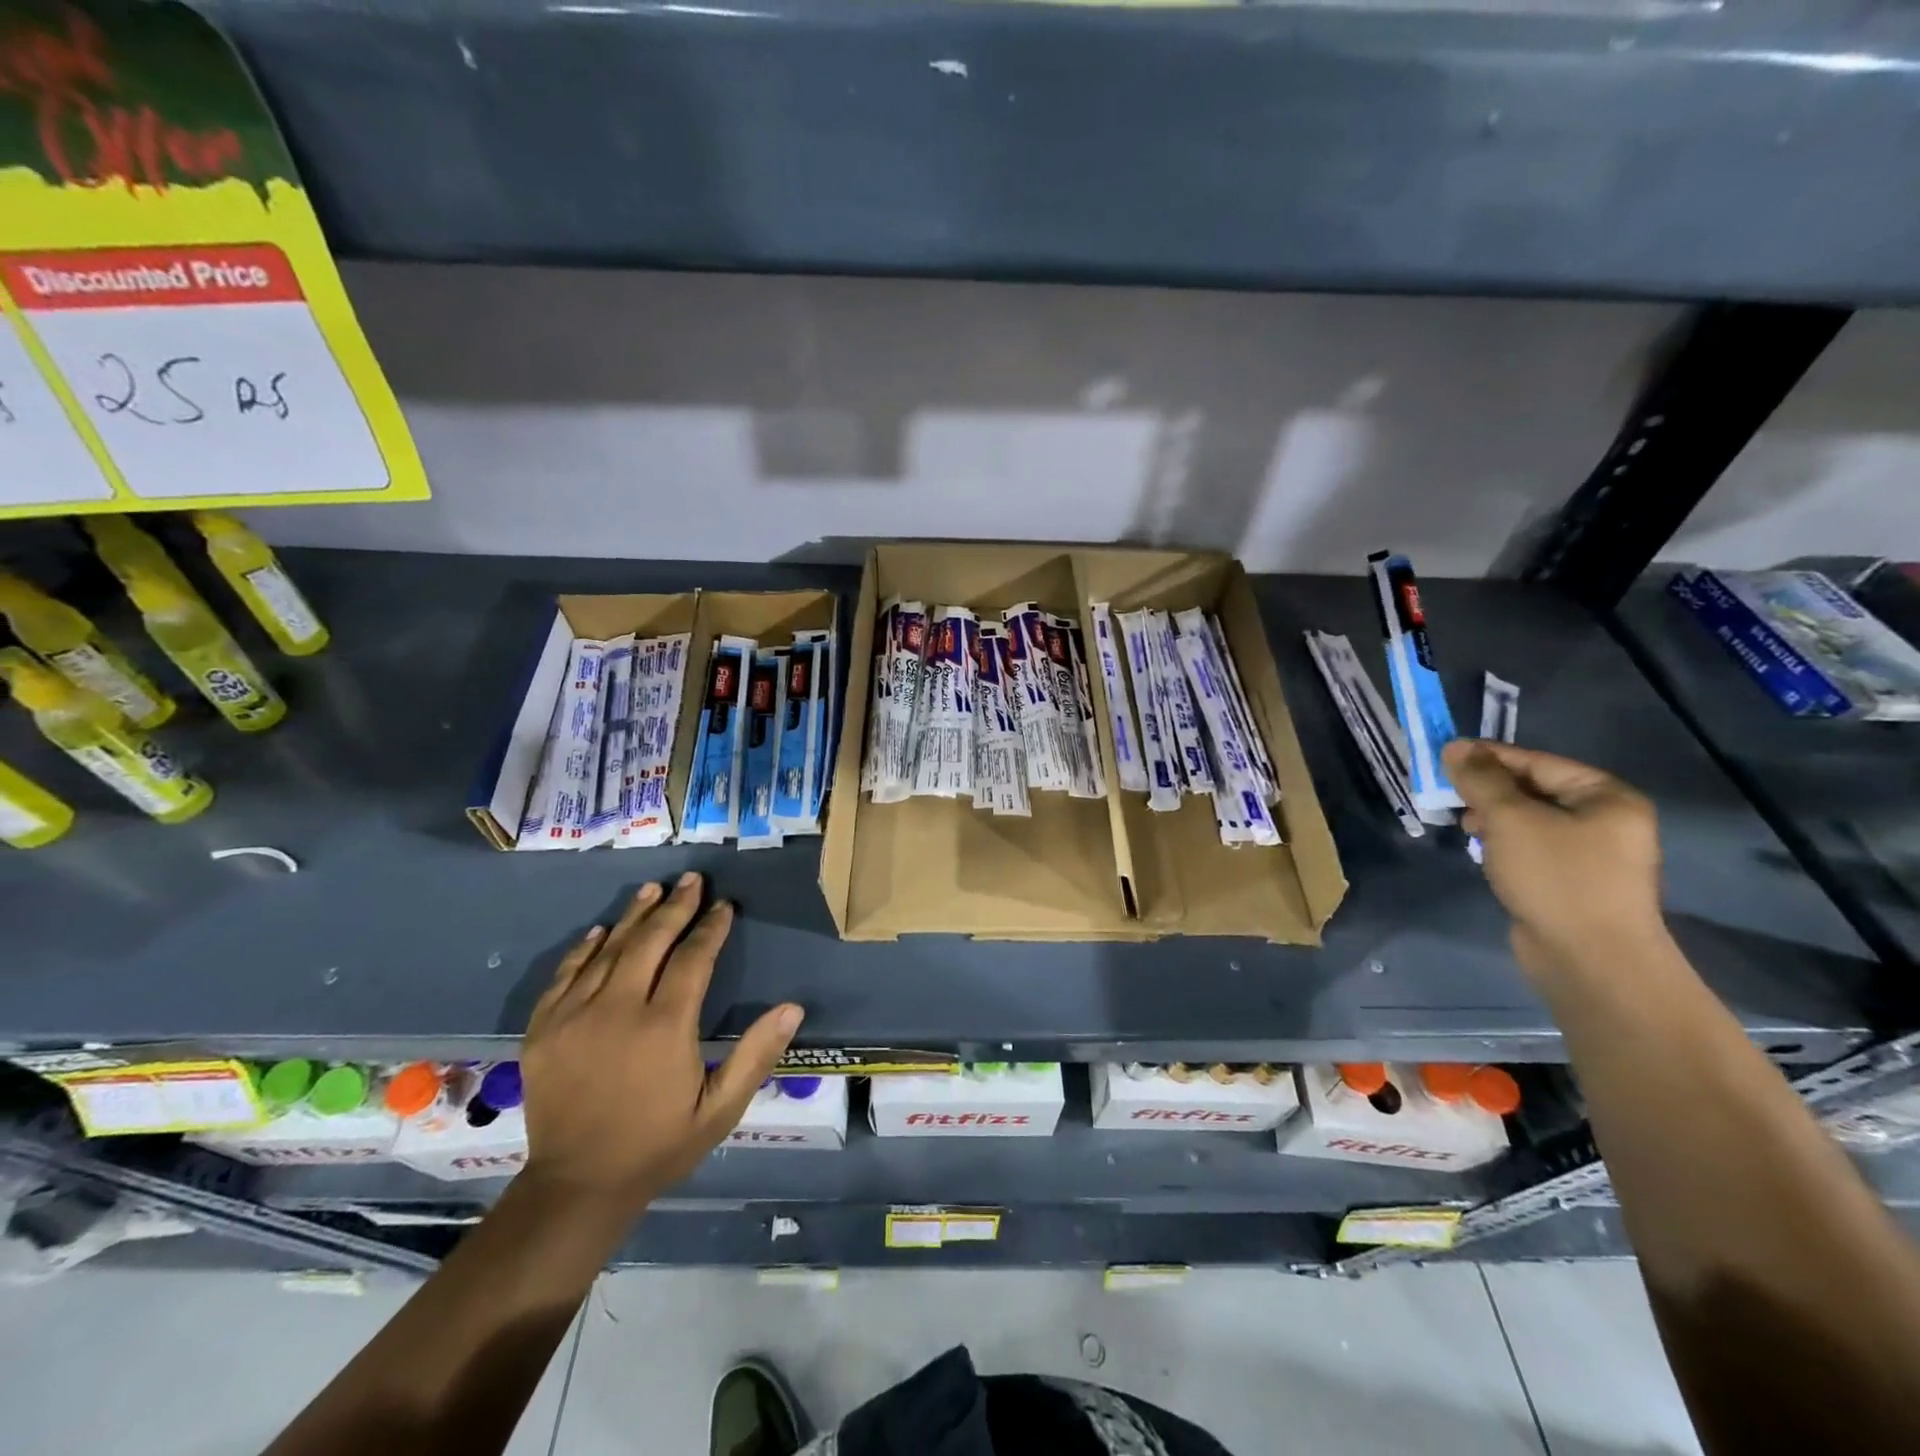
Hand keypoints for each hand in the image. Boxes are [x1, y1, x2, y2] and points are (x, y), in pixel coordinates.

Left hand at [519, 872, 803, 1216]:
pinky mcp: (544, 1028)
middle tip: (691, 879)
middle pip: (650, 942)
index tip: (724, 906)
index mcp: (664, 1027)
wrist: (577, 1185)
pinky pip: (566, 974)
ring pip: (609, 949)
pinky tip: (601, 929)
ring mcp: (574, 1016)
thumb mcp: (720, 1109)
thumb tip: (793, 1007)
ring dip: (635, 916)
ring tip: (653, 889)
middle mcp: (618, 1009)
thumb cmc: (659, 1144)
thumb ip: (756, 1055)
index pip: (693, 958)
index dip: (711, 928)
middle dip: (675, 907)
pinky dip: (586, 947)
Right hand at [1444, 740, 1668, 983]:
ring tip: (1461, 823)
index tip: (1444, 756)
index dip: (1489, 756)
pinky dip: (1502, 842)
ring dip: (1491, 816)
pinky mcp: (1570, 880)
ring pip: (1528, 819)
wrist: (1590, 959)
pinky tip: (1480, 848)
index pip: (1537, 761)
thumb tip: (1455, 746)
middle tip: (1447, 792)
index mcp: (1606, 796)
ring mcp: (1590, 853)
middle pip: (1533, 789)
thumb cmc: (1556, 877)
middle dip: (1487, 789)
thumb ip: (1481, 780)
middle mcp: (1605, 820)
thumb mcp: (1510, 819)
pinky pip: (1530, 846)